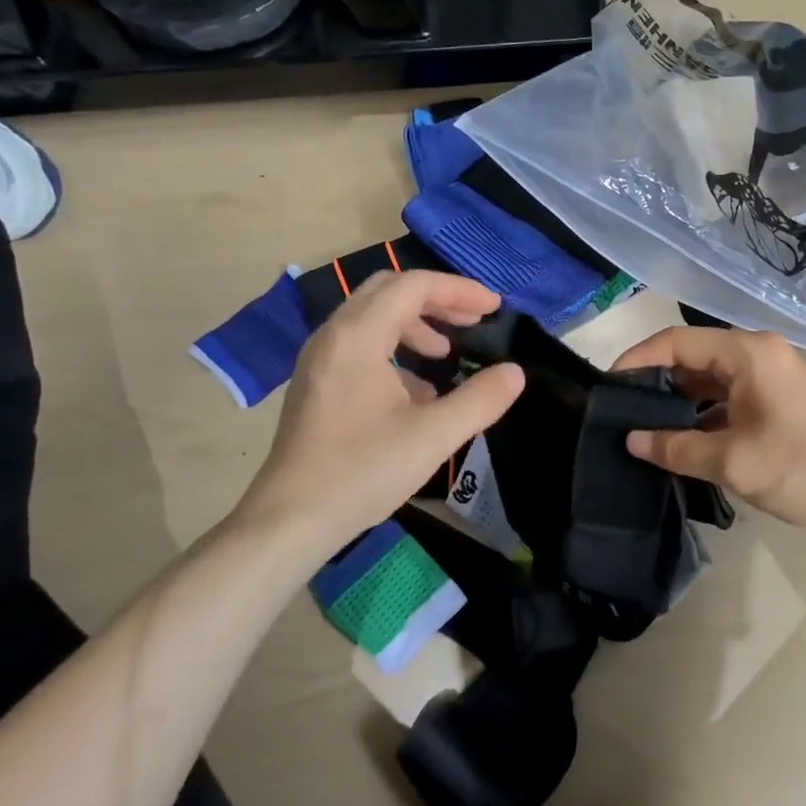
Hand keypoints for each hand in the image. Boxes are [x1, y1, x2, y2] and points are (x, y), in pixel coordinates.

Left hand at [232, 271, 524, 551]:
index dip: (459, 290)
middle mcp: (333, 336)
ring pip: (372, 317)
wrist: (291, 519)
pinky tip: (417, 391)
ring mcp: (319, 359)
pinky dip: (394, 349)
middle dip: (436, 300)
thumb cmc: (362, 471)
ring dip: (415, 324)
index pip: (413, 286)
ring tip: (446, 354)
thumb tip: (514, 373)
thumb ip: (480, 400)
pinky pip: (360, 344)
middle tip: (473, 321)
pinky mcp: (316, 383)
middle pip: (389, 291)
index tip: (494, 309)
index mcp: (358, 337)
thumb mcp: (433, 436)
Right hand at [613, 327, 805, 549]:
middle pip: (694, 356)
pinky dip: (705, 412)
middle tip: (622, 410)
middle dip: (657, 381)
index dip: (638, 359)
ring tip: (646, 427)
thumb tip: (632, 439)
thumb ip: (675, 447)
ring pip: (711, 378)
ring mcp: (772, 375)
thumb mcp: (730, 461)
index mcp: (747, 354)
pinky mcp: (780, 399)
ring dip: (681, 400)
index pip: (677, 342)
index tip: (608, 384)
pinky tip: (684, 439)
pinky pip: (731, 395)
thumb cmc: (801, 469)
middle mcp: (758, 353)